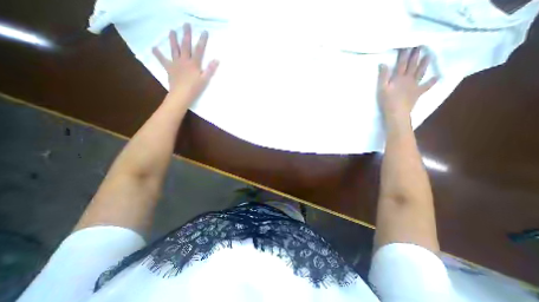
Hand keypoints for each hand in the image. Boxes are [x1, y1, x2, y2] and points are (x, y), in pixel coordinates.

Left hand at [151, 23, 217, 104]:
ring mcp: (176, 63)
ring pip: (174, 49)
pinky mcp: (169, 68)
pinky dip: (158, 54)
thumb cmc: (195, 88)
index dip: (202, 40)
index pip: (199, 50)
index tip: (204, 31)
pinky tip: (154, 48)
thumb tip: (216, 60)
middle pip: (186, 45)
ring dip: (173, 39)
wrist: (181, 95)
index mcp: (194, 64)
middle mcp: (184, 60)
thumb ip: (210, 70)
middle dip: (186, 34)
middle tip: (186, 24)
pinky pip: (163, 60)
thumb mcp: (205, 80)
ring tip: (172, 31)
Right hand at [378, 47, 436, 119]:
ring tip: (429, 55)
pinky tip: (438, 76)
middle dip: (415, 55)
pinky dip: (432, 81)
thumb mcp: (381, 88)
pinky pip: (427, 86)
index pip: (401, 63)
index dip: (404, 54)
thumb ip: (383, 76)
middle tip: (420, 46)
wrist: (397, 112)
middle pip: (412, 65)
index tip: (406, 45)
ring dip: (425, 64)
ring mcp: (415, 85)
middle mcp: (408, 79)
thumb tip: (383, 63)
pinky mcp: (418, 92)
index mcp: (399, 78)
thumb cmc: (387, 101)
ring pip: (421, 72)